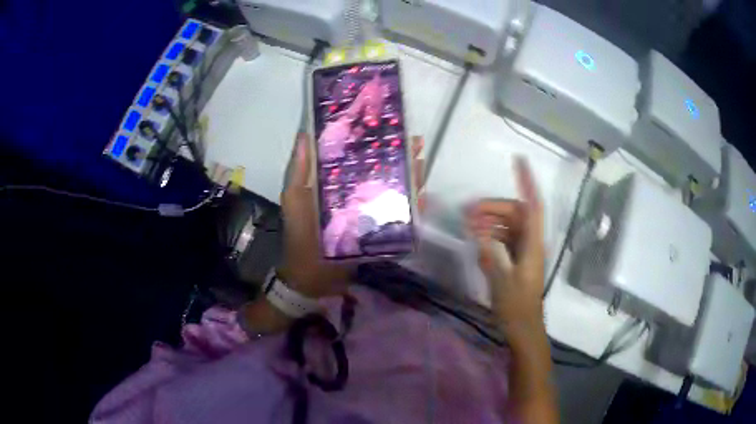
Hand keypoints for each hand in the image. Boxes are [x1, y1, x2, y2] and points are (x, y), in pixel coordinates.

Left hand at [278, 134, 425, 297]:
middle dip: (398, 155)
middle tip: (415, 142)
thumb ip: (299, 169)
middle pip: (380, 170)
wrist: (311, 277)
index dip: (371, 138)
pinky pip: (398, 216)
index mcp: (335, 181)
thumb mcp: (294, 199)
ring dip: (409, 176)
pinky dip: (412, 207)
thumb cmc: (300, 235)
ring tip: (422, 162)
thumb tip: (304, 133)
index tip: (385, 123)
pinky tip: (422, 196)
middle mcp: (355, 193)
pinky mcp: (377, 231)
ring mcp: (368, 212)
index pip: (356, 154)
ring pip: (392, 189)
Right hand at [466, 157, 545, 335]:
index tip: (519, 161)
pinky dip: (490, 235)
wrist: (523, 328)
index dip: (528, 182)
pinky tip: (476, 239)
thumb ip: (491, 253)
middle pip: (515, 214)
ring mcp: (523, 251)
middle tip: (468, 211)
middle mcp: (530, 243)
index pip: (533, 206)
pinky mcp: (516, 260)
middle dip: (492, 207)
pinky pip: (503, 239)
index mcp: (533, 245)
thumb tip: (478, 231)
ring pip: (508, 226)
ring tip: (468, 224)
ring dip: (489, 221)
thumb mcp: (501, 280)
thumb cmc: (516, 307)